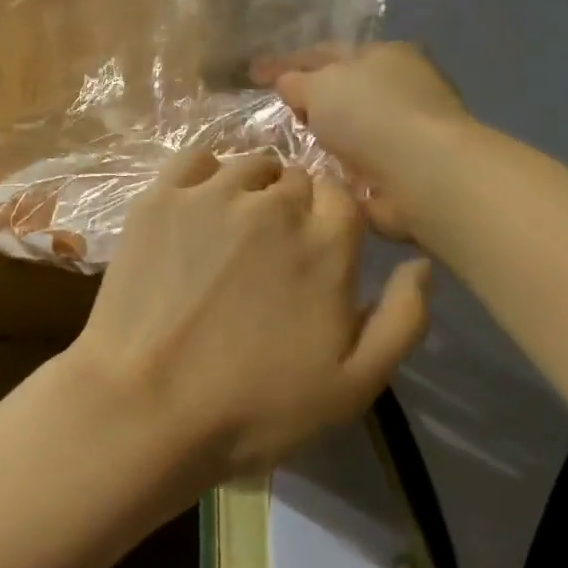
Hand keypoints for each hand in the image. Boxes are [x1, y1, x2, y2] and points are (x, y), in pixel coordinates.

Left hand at [66, 149, 430, 481]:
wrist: (147, 407)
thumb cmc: (254, 407)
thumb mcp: (354, 386)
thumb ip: (403, 320)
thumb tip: (420, 263)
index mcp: (327, 244)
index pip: (343, 197)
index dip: (332, 220)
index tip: (316, 249)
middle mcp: (274, 204)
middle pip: (297, 179)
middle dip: (294, 207)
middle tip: (271, 251)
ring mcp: (212, 195)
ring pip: (249, 165)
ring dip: (253, 187)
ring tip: (235, 227)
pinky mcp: (160, 199)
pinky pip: (194, 159)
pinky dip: (205, 173)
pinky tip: (199, 204)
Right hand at [260, 43, 474, 241]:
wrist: (421, 173)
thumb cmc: (369, 115)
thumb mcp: (319, 86)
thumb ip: (295, 81)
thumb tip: (286, 82)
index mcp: (383, 54)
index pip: (324, 52)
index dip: (286, 63)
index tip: (253, 74)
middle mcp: (398, 87)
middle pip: (340, 90)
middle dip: (307, 99)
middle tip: (270, 112)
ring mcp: (404, 130)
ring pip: (347, 128)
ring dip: (322, 136)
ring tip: (284, 146)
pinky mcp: (403, 168)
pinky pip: (355, 162)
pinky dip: (335, 166)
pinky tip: (310, 172)